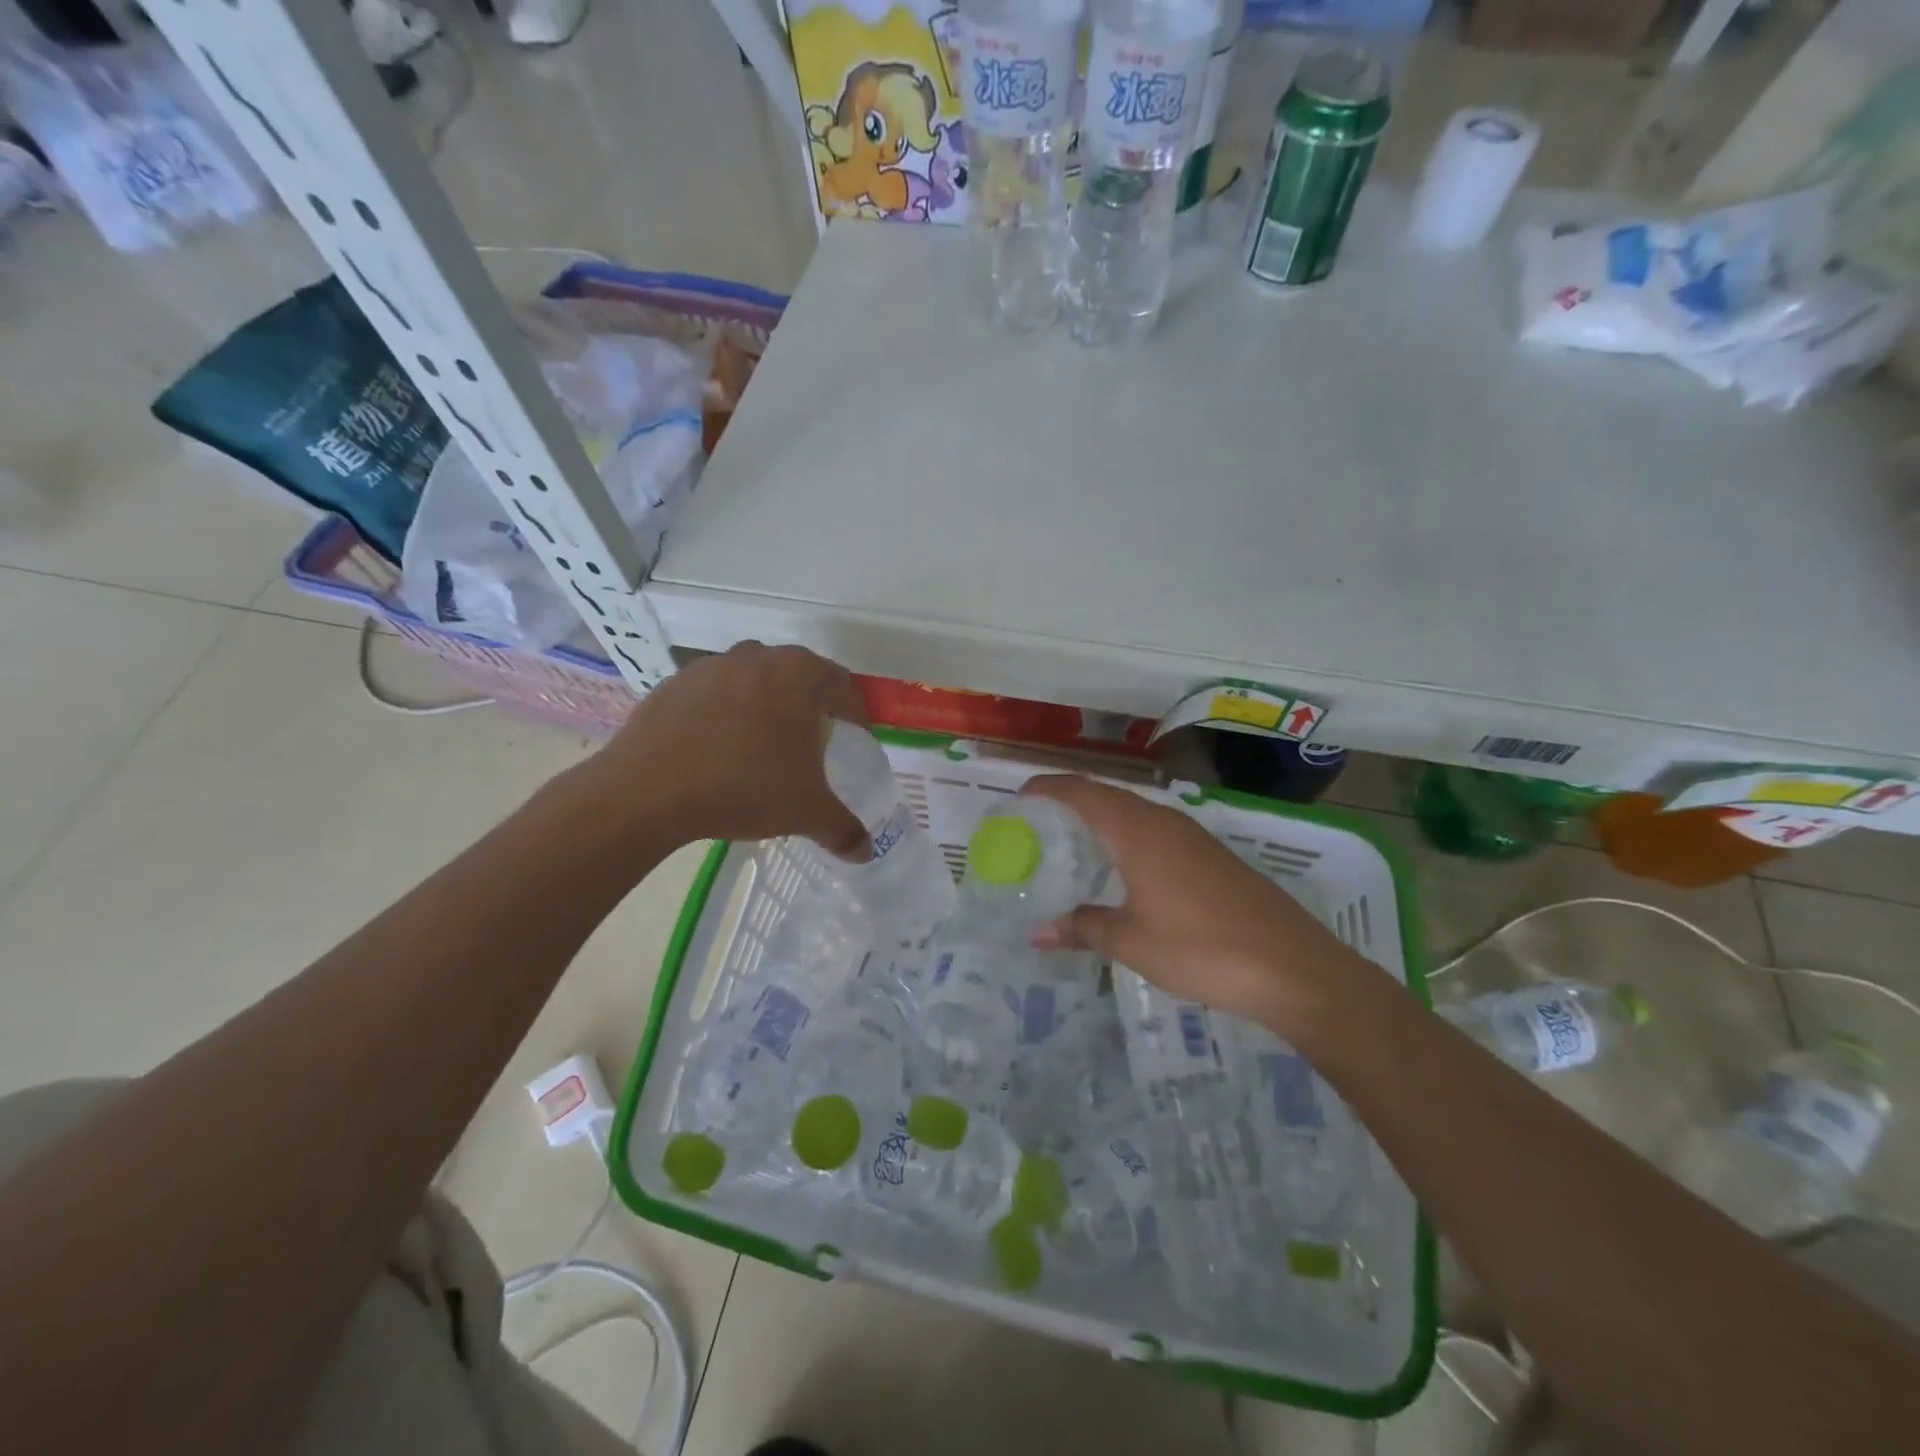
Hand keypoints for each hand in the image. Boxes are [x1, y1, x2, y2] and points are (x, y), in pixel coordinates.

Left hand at [587, 642, 869, 857]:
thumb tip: (865, 853)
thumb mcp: (806, 812)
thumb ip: (843, 829)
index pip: (842, 686)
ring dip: (766, 705)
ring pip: (754, 681)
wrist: (647, 791)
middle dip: (810, 706)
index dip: (854, 714)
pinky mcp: (675, 683)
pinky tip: (718, 750)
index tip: (854, 738)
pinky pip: (715, 694)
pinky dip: (725, 714)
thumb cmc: (744, 787)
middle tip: (812, 743)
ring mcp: (712, 666)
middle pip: (798, 676)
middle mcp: (759, 657)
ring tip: (763, 745)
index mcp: (799, 674)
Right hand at [1023, 775, 1367, 1031]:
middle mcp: (1164, 822)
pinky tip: (1124, 873)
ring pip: (1136, 815)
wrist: (1292, 967)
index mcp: (1138, 831)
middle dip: (1071, 803)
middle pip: (1108, 797)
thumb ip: (1083, 927)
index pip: (1083, 792)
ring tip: (1074, 847)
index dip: (1049, 788)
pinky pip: (1157, 834)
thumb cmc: (1200, 947)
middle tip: (1038, 825)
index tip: (1020, 796)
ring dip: (1103, 822)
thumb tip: (1037, 932)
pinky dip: (1129, 840)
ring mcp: (1193, 838)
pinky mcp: (1213, 859)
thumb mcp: (1131, 941)